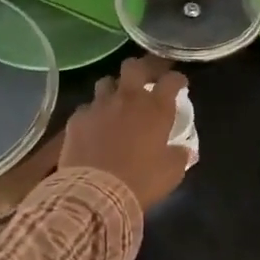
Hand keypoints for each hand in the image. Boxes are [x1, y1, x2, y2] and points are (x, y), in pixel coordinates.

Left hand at [58, 55, 190, 210]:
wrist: (96, 193)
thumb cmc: (141, 181)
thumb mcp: (171, 172)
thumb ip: (179, 155)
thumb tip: (183, 150)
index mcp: (156, 108)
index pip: (171, 80)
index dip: (177, 79)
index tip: (180, 84)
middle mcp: (128, 99)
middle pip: (134, 67)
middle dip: (142, 68)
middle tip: (147, 78)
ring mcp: (99, 106)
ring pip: (106, 82)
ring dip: (114, 89)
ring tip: (117, 101)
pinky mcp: (77, 119)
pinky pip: (86, 108)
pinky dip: (93, 113)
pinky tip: (94, 126)